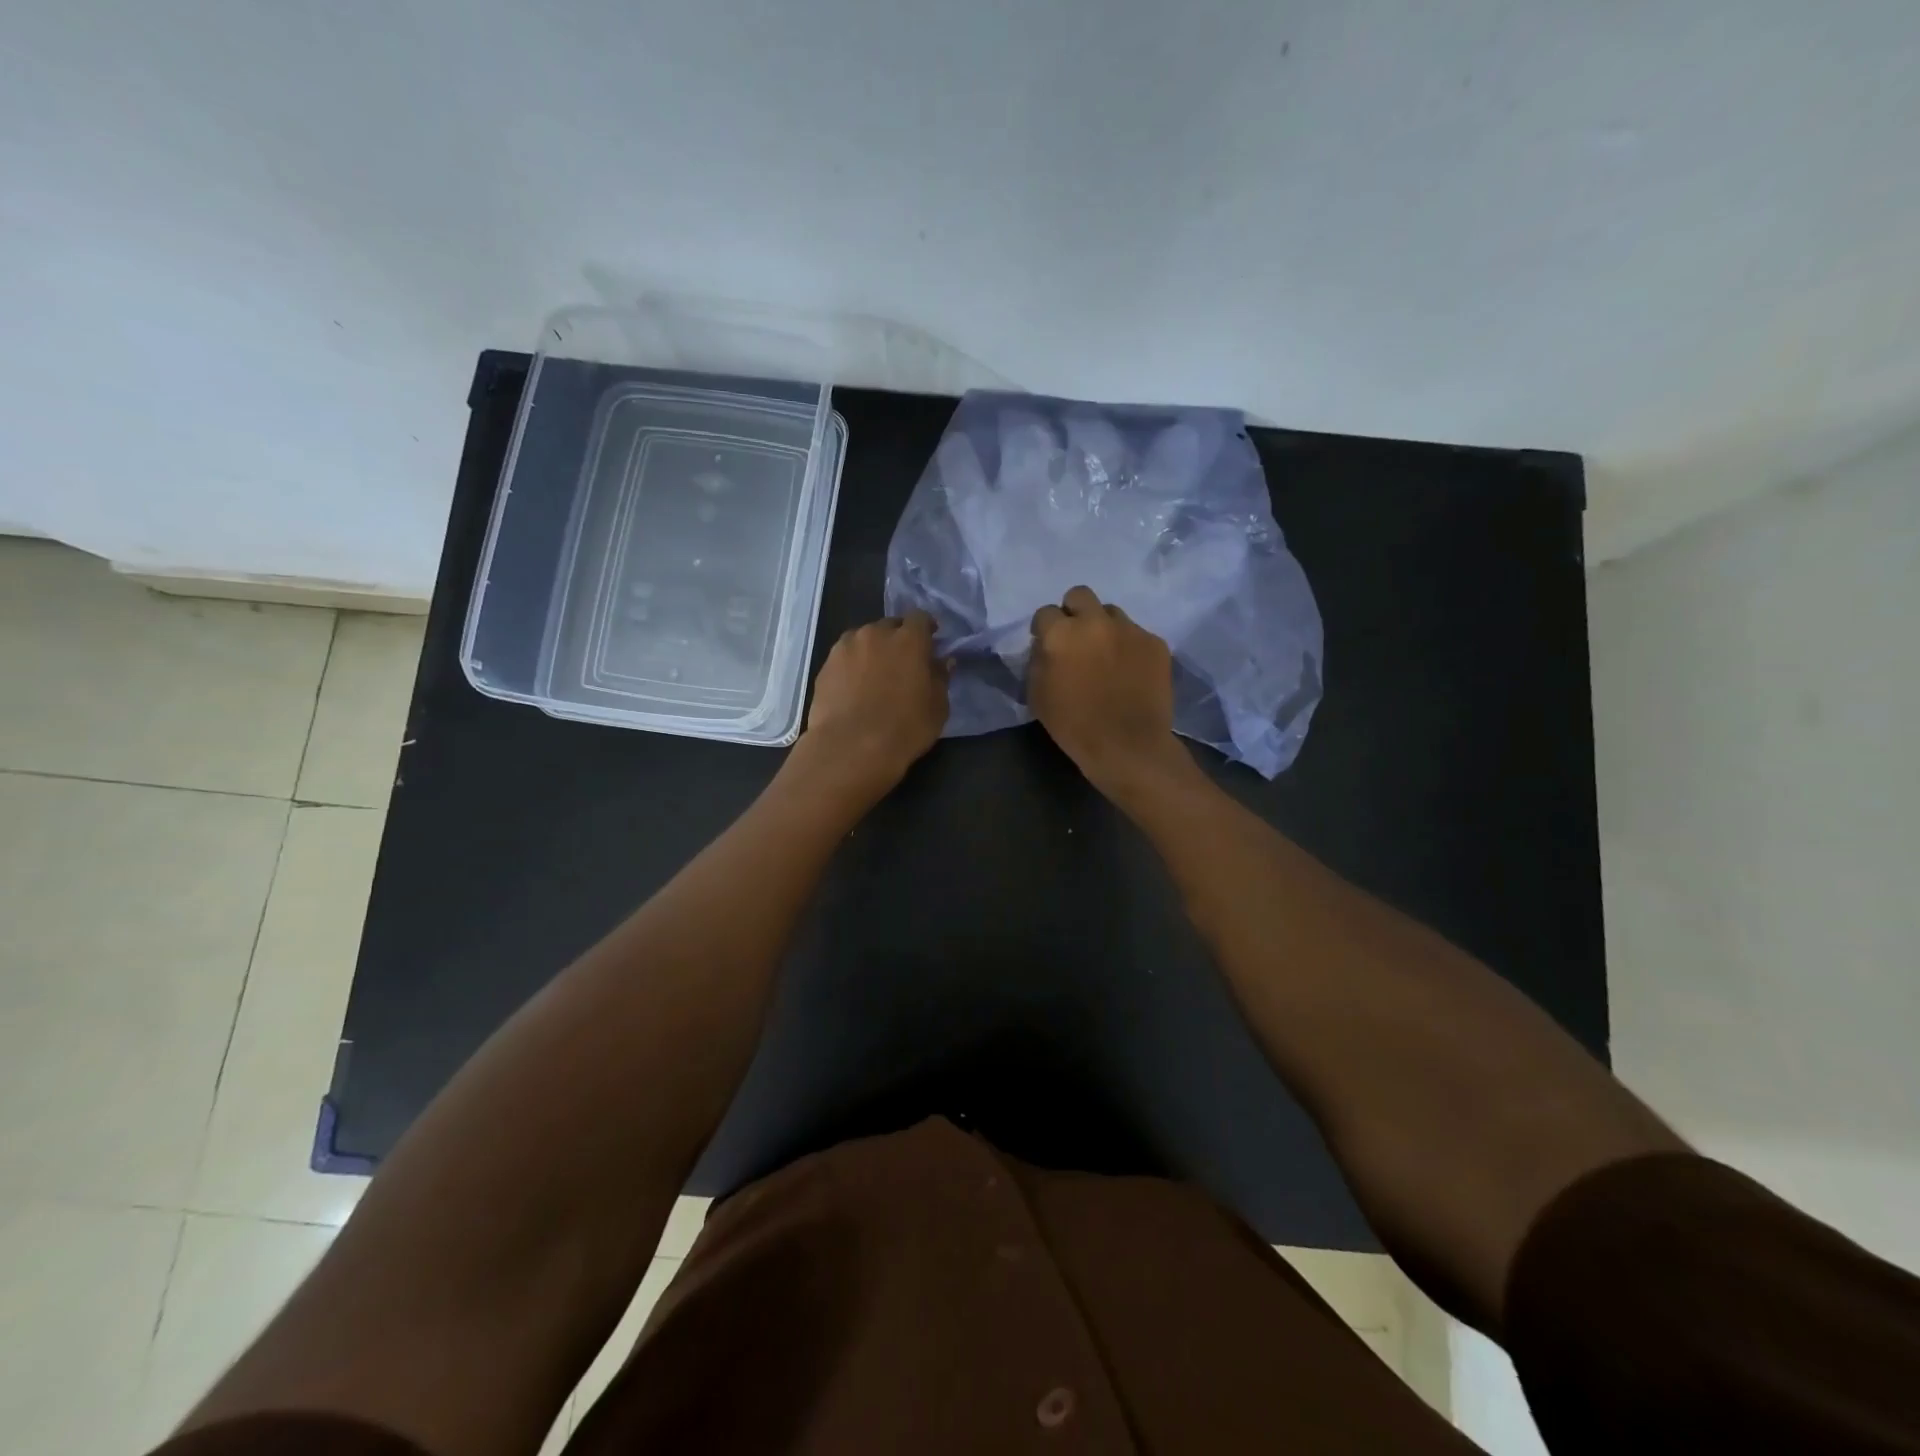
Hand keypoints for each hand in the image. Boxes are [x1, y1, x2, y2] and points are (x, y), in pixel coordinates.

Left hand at [794, 611, 950, 800]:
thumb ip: (940, 678)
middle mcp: (875, 634)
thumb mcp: (937, 708)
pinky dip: (853, 665)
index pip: (920, 618)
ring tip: (875, 674)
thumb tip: (942, 661)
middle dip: (898, 639)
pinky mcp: (825, 666)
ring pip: (864, 639)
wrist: (850, 748)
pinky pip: (845, 657)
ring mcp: (845, 648)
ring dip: (873, 649)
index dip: (926, 628)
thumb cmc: (904, 729)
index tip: (930, 643)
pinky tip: (854, 688)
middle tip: (903, 662)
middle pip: (890, 626)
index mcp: (908, 640)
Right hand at [1028, 585, 1191, 799]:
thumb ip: (1038, 661)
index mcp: (1061, 633)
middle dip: (1074, 612)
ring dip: (1104, 628)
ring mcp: (1129, 629)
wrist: (1127, 746)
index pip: (1045, 612)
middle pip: (1080, 595)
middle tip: (1077, 638)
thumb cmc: (1074, 725)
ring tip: (1106, 655)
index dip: (1044, 629)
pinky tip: (1130, 671)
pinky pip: (1136, 634)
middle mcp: (1095, 622)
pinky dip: (1129, 647)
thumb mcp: (1037, 695)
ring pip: (1111, 613)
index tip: (1047, 644)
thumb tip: (1046, 646)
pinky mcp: (1155, 642)